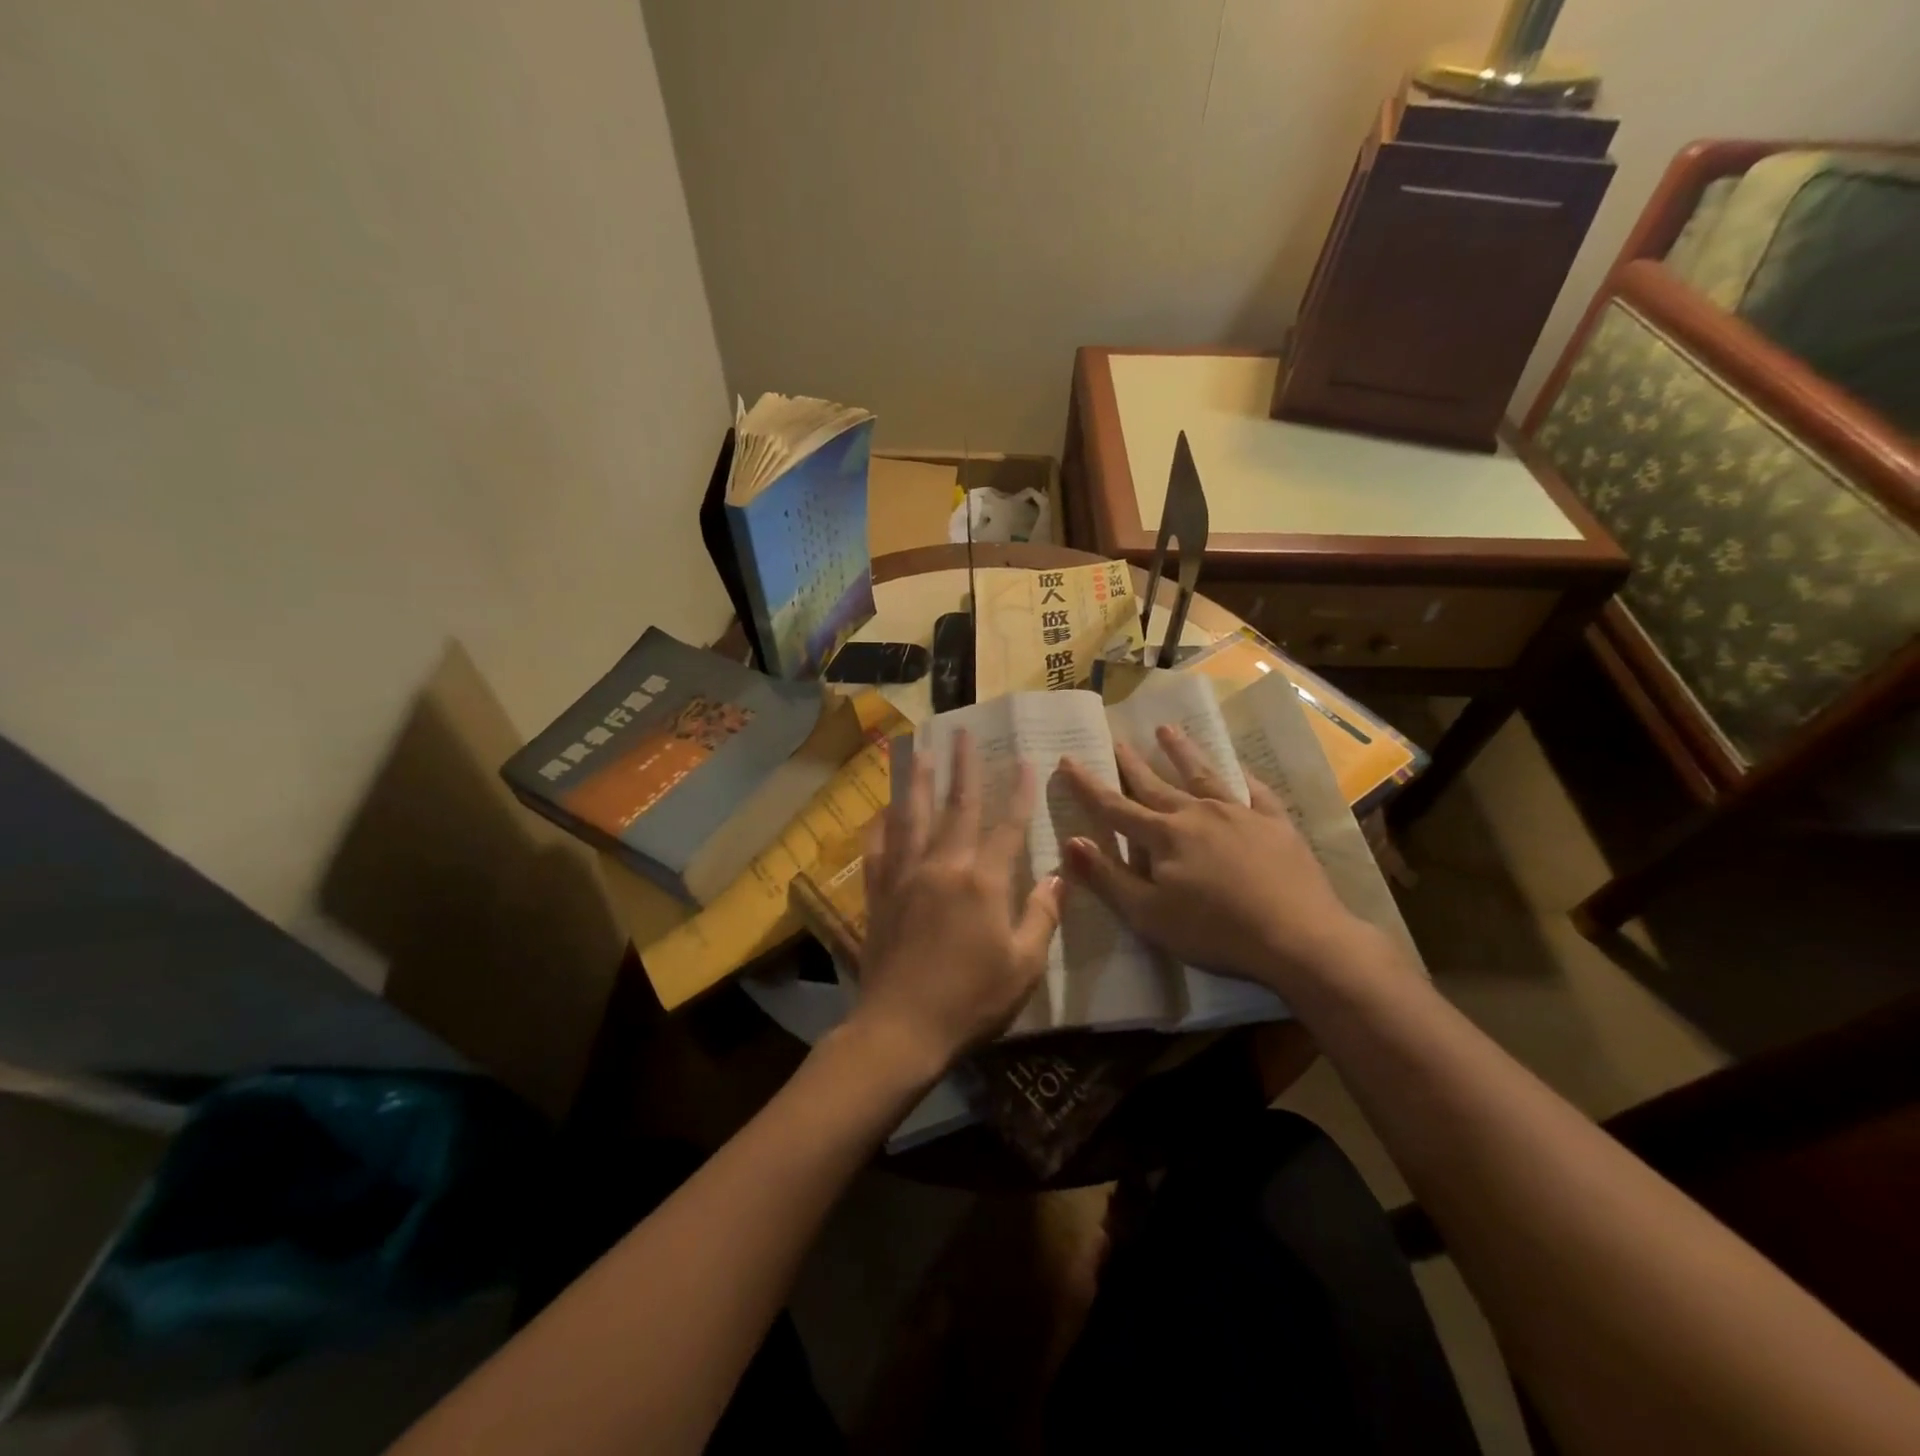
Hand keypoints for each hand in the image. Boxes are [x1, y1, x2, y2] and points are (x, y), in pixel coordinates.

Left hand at [853, 732, 1063, 1076]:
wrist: (902, 1027)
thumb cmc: (971, 1000)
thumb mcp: (1023, 965)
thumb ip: (1041, 916)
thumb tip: (1058, 876)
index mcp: (982, 881)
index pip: (1007, 826)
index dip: (1019, 792)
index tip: (1025, 760)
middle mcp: (943, 866)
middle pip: (956, 807)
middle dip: (963, 768)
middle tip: (962, 732)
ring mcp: (906, 876)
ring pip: (913, 817)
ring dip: (919, 782)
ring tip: (920, 751)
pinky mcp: (879, 893)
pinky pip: (879, 849)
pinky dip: (881, 826)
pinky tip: (882, 811)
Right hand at [1057, 726, 1380, 993]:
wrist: (1298, 936)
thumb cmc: (1215, 931)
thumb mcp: (1149, 915)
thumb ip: (1107, 877)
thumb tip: (1071, 840)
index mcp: (1164, 837)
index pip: (1115, 806)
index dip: (1088, 785)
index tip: (1068, 758)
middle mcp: (1196, 814)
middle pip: (1155, 784)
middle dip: (1131, 762)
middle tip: (1116, 739)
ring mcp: (1238, 813)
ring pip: (1202, 775)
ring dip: (1181, 752)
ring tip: (1166, 729)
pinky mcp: (1274, 822)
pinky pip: (1254, 789)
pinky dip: (1241, 774)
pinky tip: (1237, 765)